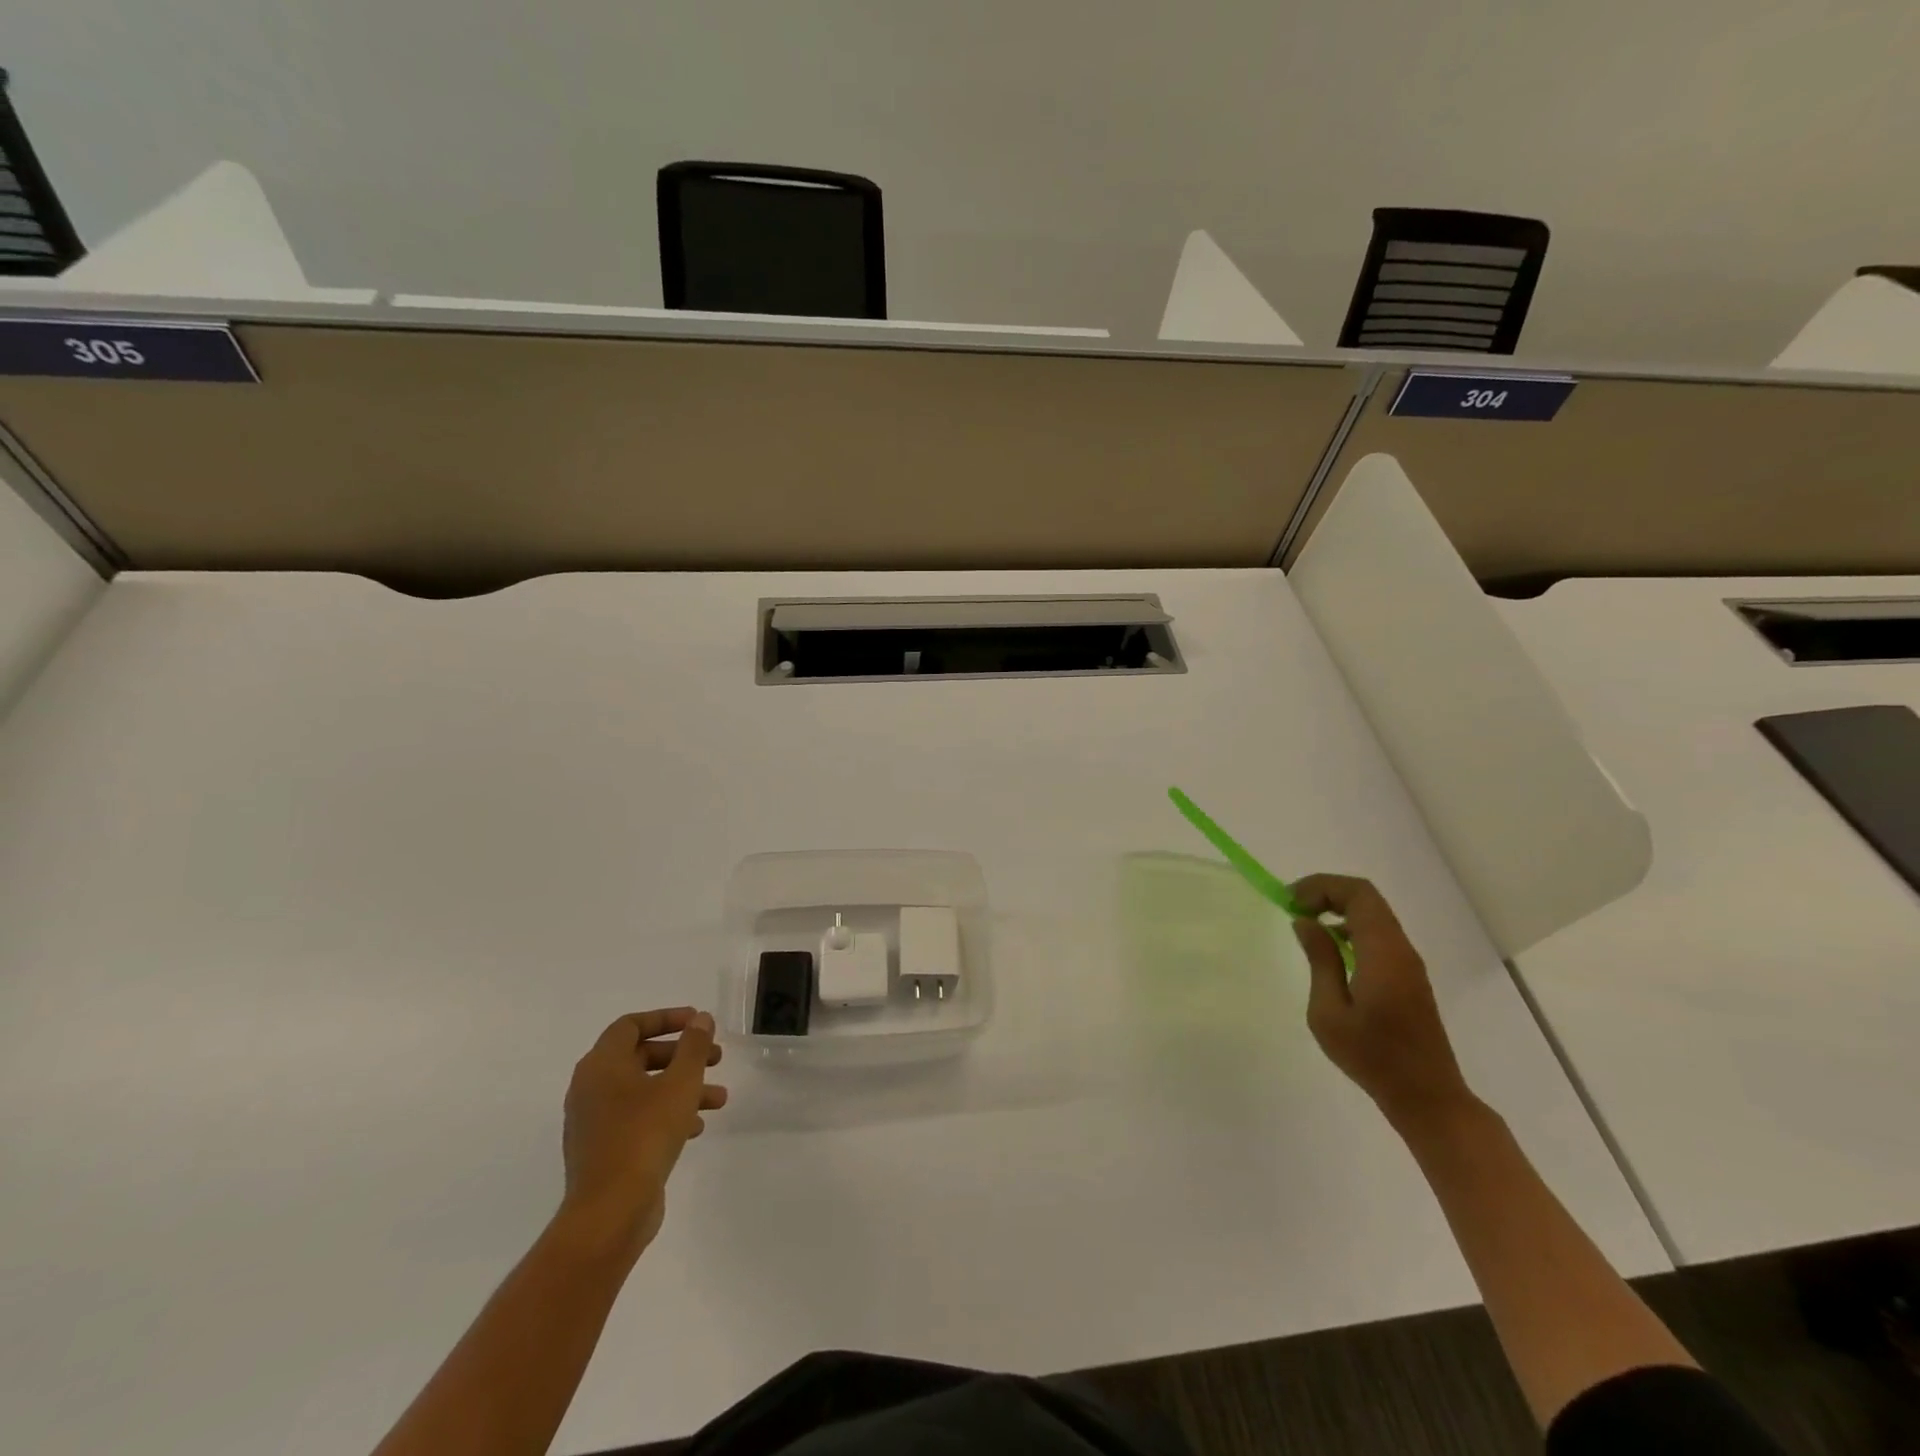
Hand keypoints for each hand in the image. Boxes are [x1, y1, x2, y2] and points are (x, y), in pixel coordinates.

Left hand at [560, 1008, 726, 1255]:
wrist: (609, 1213)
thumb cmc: (644, 1135)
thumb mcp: (680, 1083)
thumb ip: (693, 1046)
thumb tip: (700, 1019)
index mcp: (602, 1065)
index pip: (631, 1025)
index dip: (666, 1018)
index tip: (698, 1022)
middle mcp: (591, 1088)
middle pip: (640, 1056)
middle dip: (682, 1056)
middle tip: (715, 1059)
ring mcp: (594, 1122)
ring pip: (644, 1090)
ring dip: (682, 1088)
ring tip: (719, 1099)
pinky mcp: (603, 1150)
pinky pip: (638, 1119)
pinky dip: (667, 1114)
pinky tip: (696, 1127)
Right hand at [1291, 875, 1475, 1127]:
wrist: (1427, 1097)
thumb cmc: (1372, 1056)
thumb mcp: (1329, 1012)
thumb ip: (1320, 961)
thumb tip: (1306, 923)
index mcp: (1383, 953)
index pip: (1358, 894)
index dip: (1321, 886)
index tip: (1290, 901)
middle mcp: (1401, 949)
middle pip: (1367, 898)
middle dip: (1327, 893)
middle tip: (1294, 907)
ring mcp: (1408, 963)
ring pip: (1374, 915)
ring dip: (1339, 909)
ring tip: (1306, 925)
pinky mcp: (1409, 977)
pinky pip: (1379, 935)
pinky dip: (1351, 927)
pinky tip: (1331, 950)